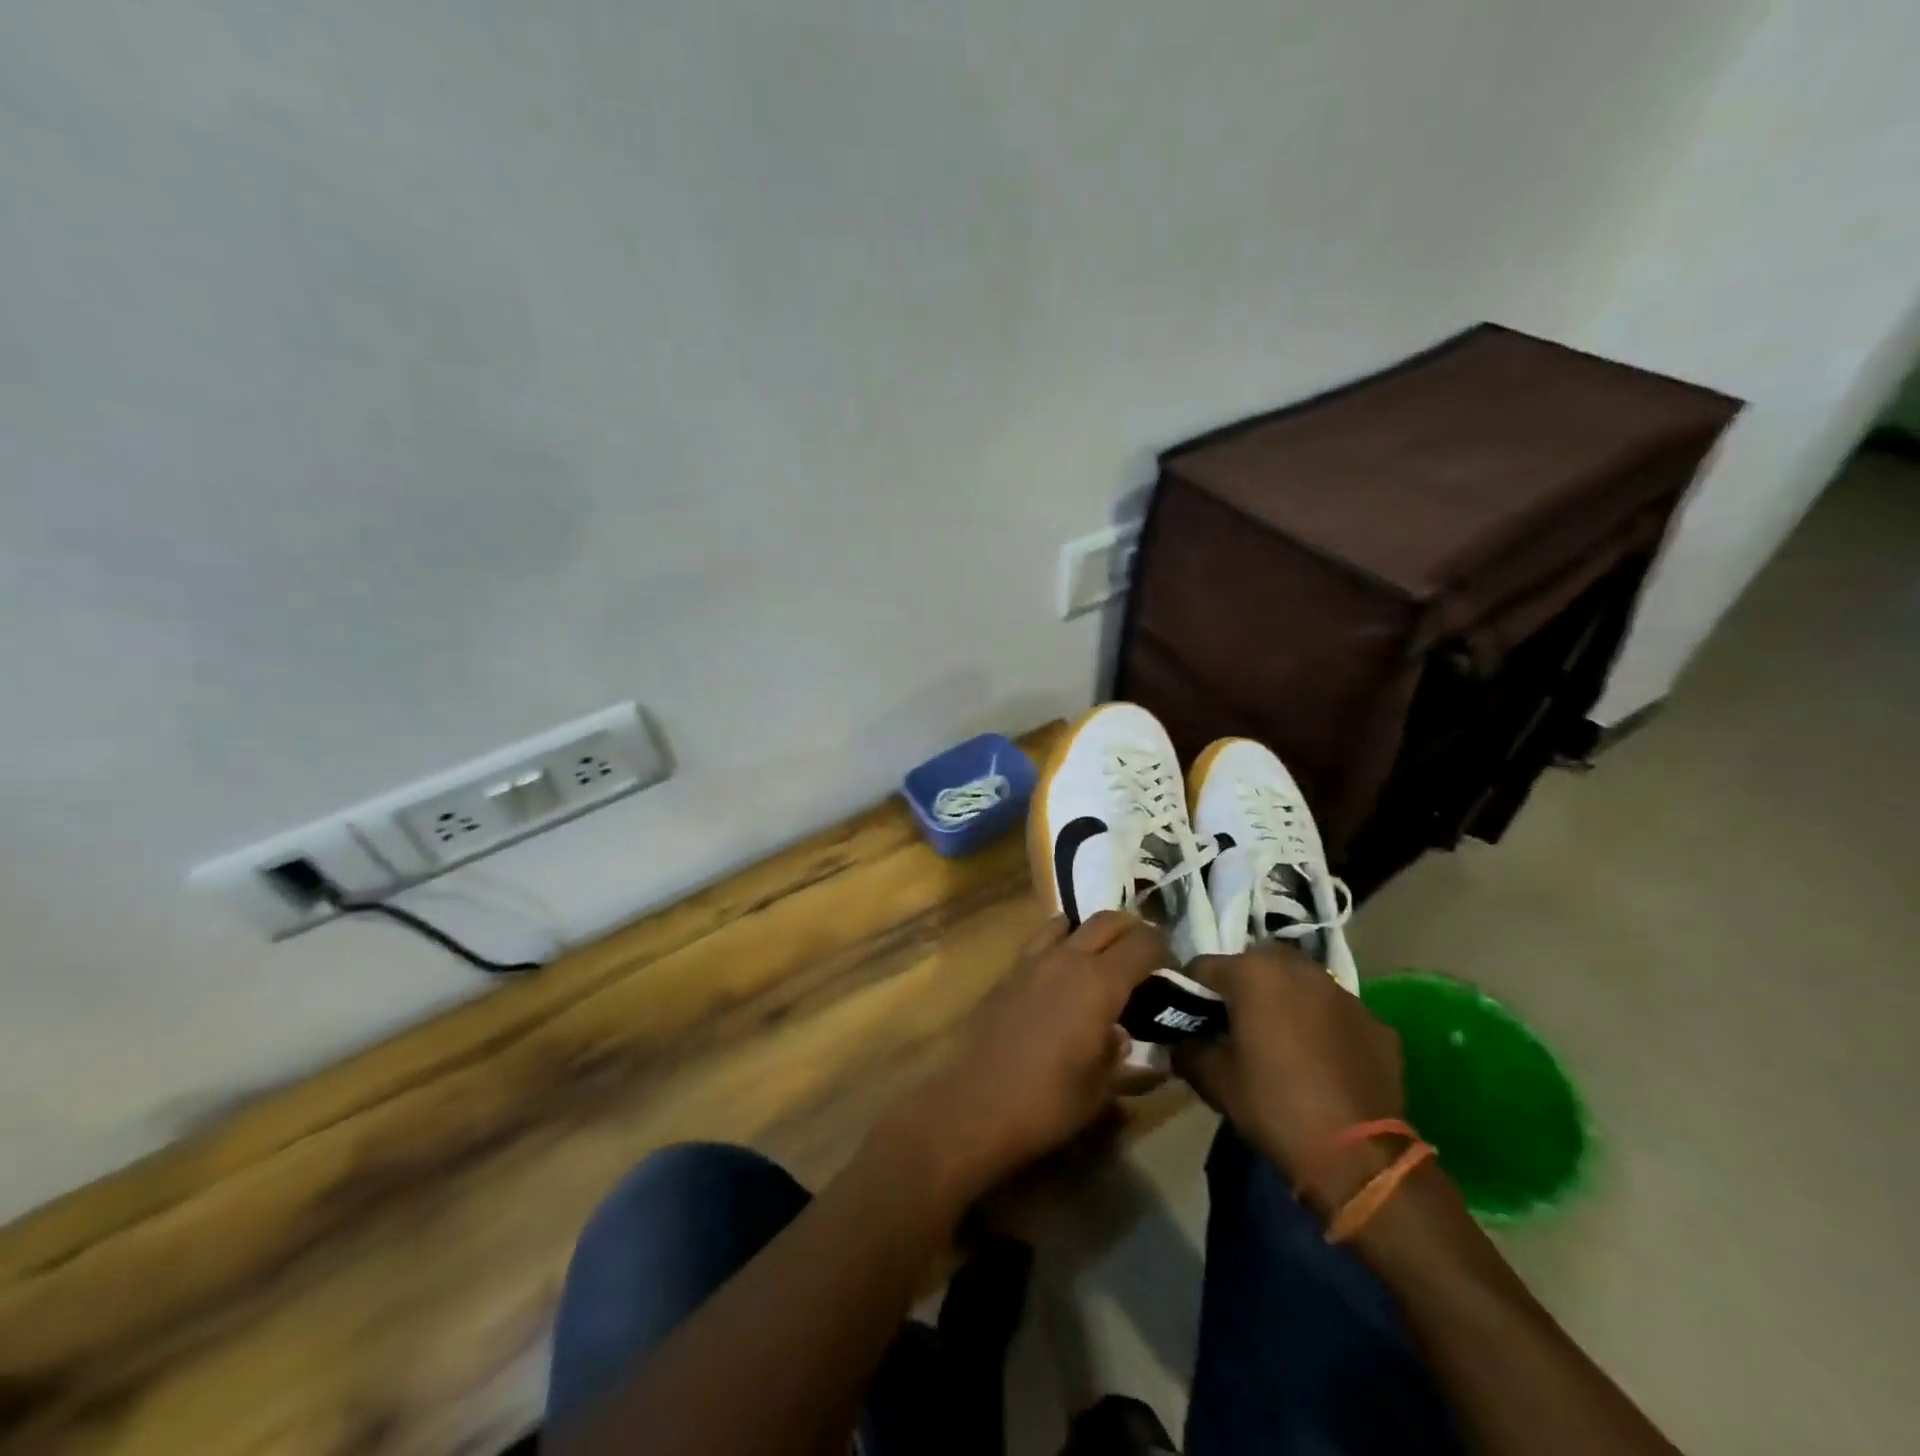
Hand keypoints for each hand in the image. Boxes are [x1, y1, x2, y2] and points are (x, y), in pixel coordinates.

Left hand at [887, 911, 1170, 1199]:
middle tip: (1145, 960)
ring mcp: (1033, 959)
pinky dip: (1060, 942)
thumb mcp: (1101, 1089)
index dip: (1163, 951)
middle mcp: (1068, 958)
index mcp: (1100, 983)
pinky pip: (1042, 940)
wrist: (974, 1104)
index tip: (1172, 971)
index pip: (1143, 943)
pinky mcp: (1008, 970)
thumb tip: (1128, 1039)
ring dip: (1093, 931)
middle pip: (1109, 920)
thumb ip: (1124, 1057)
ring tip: (1102, 960)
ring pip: (1070, 921)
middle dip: (1134, 932)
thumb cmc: (1048, 1102)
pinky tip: (1061, 974)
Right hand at [1173, 943, 1404, 1208]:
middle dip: (1240, 989)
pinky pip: (1334, 1013)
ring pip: (1298, 984)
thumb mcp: (1213, 1079)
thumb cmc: (1274, 1106)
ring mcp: (1343, 993)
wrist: (1359, 1156)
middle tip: (1235, 1029)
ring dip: (1283, 1002)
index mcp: (1253, 972)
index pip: (1202, 968)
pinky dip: (1321, 1026)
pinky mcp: (1375, 1022)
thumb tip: (1178, 1040)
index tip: (1190, 1023)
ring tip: (1280, 1042)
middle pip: (1253, 966)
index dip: (1190, 994)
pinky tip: (1320, 1062)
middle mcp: (1299, 968)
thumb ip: (1187, 1047)